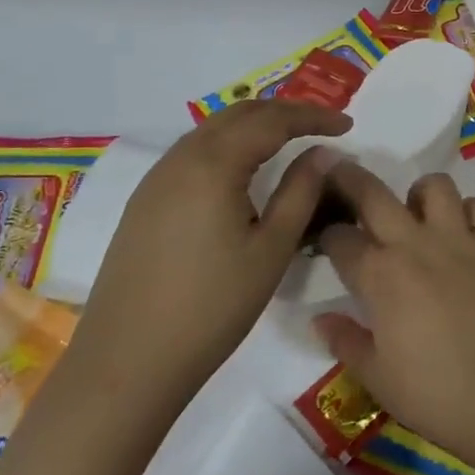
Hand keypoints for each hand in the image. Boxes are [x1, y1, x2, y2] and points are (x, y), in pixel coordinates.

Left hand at [70, 99, 351, 419]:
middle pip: (239, 114)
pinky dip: (228, 146)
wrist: (127, 362)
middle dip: (284, 112)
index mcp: (213, 164)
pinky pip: (193, 153)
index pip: (272, 120)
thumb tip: (324, 154)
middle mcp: (180, 159)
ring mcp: (156, 180)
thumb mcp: (271, 249)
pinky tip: (243, 170)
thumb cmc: (212, 307)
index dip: (313, 117)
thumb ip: (301, 192)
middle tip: (322, 125)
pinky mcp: (144, 202)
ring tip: (289, 141)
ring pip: (212, 130)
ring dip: (254, 126)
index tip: (348, 125)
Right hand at [314, 165, 474, 474]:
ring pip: (435, 186)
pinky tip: (459, 232)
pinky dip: (467, 211)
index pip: (341, 239)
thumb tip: (320, 318)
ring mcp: (459, 241)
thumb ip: (345, 341)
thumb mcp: (377, 377)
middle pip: (375, 194)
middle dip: (349, 178)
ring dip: (417, 192)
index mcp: (381, 276)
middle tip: (338, 173)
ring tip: (413, 214)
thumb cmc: (435, 394)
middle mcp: (416, 245)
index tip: (321, 238)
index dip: (325, 235)